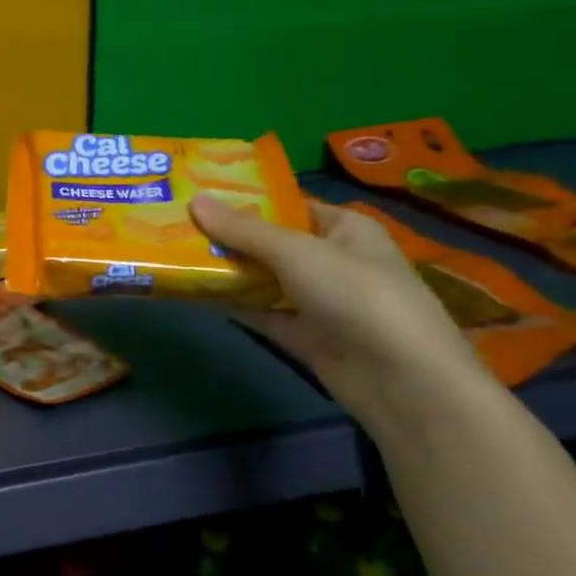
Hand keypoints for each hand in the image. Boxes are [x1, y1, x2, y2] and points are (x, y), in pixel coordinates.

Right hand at [189, 195, 489, 419]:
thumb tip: (193, 200)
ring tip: (175, 254)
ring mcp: (319, 300)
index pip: (288, 205)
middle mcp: (332, 260)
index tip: (198, 195)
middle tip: (174, 224)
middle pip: (271, 243)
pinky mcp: (306, 335)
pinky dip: (234, 304)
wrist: (401, 381)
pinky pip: (262, 312)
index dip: (245, 199)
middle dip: (227, 236)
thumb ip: (243, 229)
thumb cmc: (356, 295)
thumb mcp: (297, 252)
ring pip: (264, 279)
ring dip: (227, 271)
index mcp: (344, 228)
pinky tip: (195, 293)